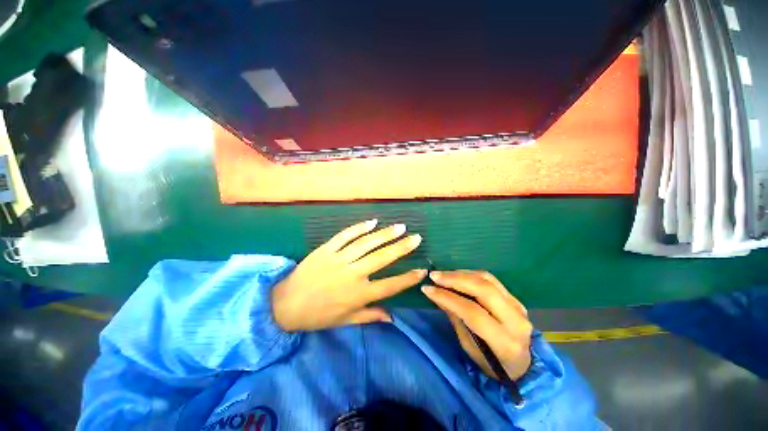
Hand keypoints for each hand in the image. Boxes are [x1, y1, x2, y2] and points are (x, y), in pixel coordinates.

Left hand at [272, 220, 424, 331]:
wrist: (284, 304)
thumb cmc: (317, 316)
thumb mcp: (345, 321)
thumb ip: (370, 316)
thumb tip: (392, 318)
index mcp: (358, 295)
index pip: (390, 286)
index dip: (408, 278)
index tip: (422, 270)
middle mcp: (352, 275)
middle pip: (382, 258)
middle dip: (402, 247)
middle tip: (416, 238)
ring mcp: (338, 259)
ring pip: (366, 243)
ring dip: (385, 234)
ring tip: (400, 227)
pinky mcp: (326, 249)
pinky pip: (345, 235)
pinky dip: (359, 228)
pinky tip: (372, 222)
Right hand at [422, 271, 532, 380]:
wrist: (522, 365)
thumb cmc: (490, 363)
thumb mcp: (469, 347)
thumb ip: (455, 318)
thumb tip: (436, 294)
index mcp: (505, 342)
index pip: (473, 312)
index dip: (448, 298)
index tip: (428, 289)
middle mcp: (516, 321)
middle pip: (483, 290)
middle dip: (455, 279)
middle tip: (434, 276)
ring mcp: (518, 306)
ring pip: (487, 280)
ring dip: (461, 274)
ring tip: (443, 275)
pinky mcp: (515, 298)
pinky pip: (491, 279)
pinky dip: (471, 274)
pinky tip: (457, 275)